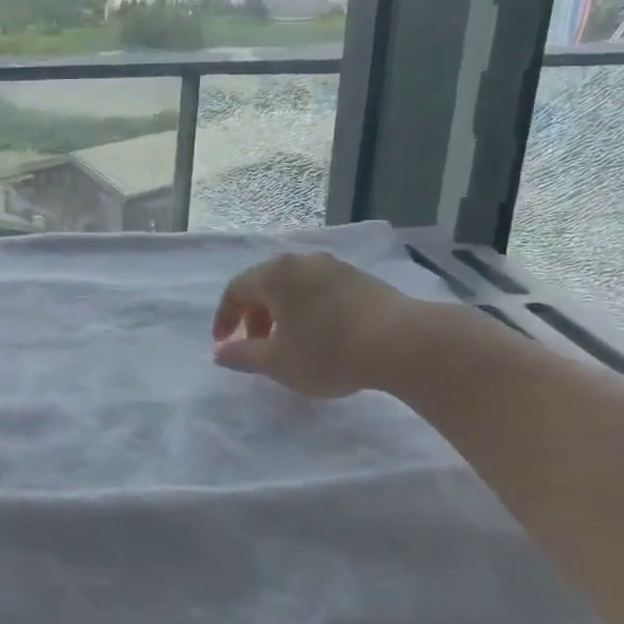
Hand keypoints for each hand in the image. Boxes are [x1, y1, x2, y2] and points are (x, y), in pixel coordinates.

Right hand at [212, 252, 421, 399]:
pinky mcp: (361, 279)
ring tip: (289, 344)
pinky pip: (320, 291)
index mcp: (274, 275)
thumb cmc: (328, 351)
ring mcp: (334, 267)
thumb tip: (219, 353)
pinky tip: (321, 337)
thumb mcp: (277, 362)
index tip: (224, 346)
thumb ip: (242, 356)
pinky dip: (308, 311)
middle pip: (264, 285)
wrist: (404, 342)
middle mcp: (301, 262)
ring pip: (294, 288)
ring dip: (282, 314)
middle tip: (255, 347)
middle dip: (253, 317)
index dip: (224, 319)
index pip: (235, 291)